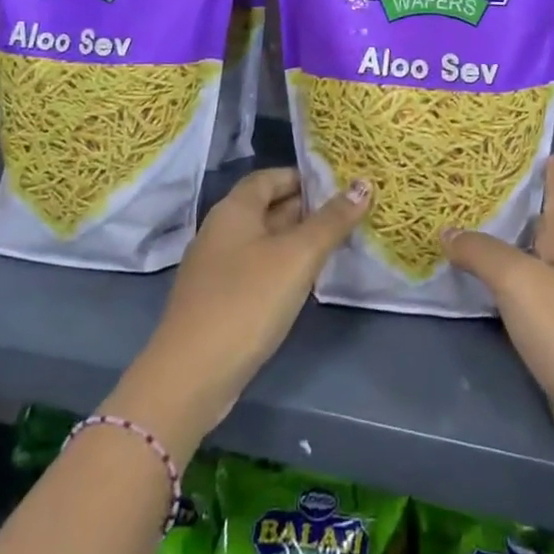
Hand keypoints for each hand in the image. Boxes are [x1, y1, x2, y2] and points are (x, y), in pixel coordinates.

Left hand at [115, 168, 370, 458]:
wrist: (191, 376)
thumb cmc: (247, 301)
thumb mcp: (297, 257)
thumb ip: (331, 221)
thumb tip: (363, 185)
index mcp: (234, 210)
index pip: (269, 177)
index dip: (303, 177)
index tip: (339, 185)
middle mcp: (221, 230)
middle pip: (268, 207)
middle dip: (307, 208)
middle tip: (350, 213)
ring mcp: (217, 268)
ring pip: (264, 241)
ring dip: (298, 240)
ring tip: (337, 244)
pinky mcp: (219, 299)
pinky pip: (256, 269)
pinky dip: (282, 267)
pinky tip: (305, 281)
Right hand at [442, 156, 553, 498]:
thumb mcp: (521, 281)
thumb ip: (483, 252)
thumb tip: (447, 230)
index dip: (545, 164)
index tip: (521, 141)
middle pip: (541, 222)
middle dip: (512, 201)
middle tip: (469, 181)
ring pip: (529, 261)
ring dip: (501, 244)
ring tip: (461, 225)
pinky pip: (521, 299)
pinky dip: (498, 287)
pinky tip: (475, 287)